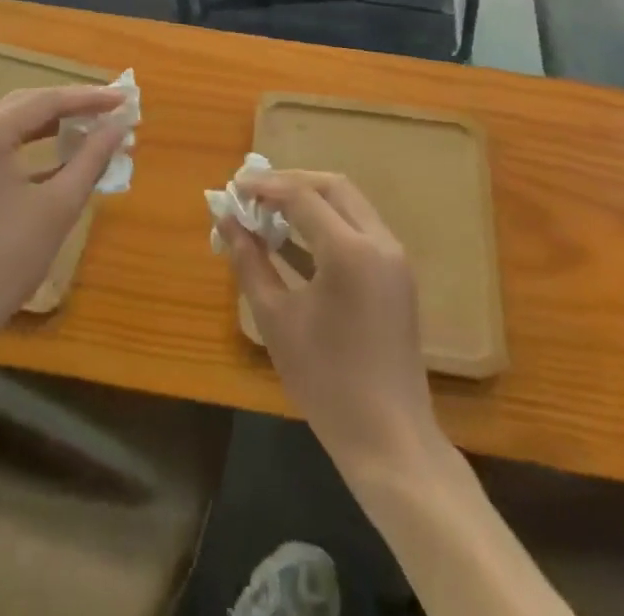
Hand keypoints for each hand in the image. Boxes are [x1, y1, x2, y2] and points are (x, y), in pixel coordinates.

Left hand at [0, 85, 126, 351]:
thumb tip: (119, 126)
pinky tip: (60, 158)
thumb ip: (92, 158)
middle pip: (27, 105)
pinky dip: (32, 147)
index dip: (89, 98)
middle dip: (71, 105)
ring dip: (52, 125)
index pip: (47, 101)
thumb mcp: (60, 206)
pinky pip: (0, 147)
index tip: (124, 99)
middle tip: (109, 109)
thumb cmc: (7, 259)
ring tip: (90, 127)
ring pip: (12, 125)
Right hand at [218, 171, 445, 480]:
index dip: (265, 186)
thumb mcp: (276, 319)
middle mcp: (379, 241)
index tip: (234, 187)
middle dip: (291, 183)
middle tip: (254, 194)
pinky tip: (295, 241)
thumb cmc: (326, 382)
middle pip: (333, 188)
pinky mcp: (396, 275)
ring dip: (311, 201)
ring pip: (350, 205)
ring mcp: (394, 258)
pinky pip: (360, 230)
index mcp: (350, 250)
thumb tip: (227, 222)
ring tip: (270, 212)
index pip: (302, 196)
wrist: (390, 440)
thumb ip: (250, 262)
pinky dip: (328, 224)